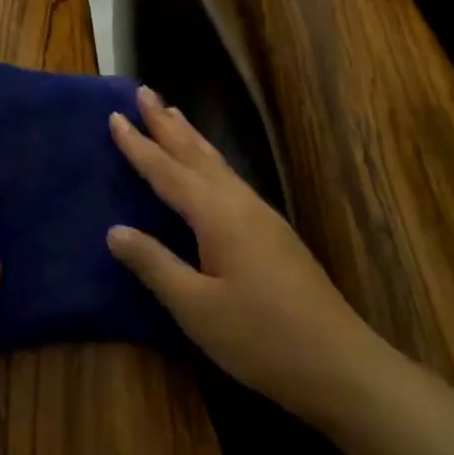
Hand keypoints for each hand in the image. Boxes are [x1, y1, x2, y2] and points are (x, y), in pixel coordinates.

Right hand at [107, 87, 372, 427]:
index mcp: (217, 215)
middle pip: (196, 154)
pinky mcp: (274, 233)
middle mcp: (240, 204)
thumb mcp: (196, 308)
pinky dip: (209, 161)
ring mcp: (262, 216)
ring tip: (173, 113)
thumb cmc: (260, 337)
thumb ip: (155, 264)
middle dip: (167, 123)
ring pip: (218, 164)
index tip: (115, 115)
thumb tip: (114, 230)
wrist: (339, 363)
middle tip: (144, 91)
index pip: (167, 171)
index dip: (138, 145)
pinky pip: (230, 179)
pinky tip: (210, 169)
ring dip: (191, 137)